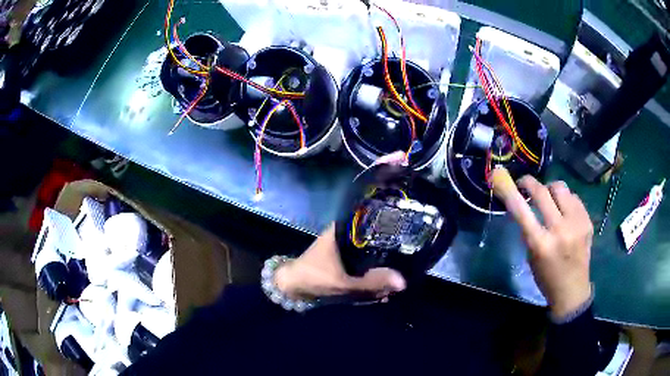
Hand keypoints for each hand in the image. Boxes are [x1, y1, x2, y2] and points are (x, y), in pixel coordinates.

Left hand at [274, 225, 405, 299]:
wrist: (292, 287)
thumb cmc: (314, 277)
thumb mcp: (344, 283)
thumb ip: (372, 283)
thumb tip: (402, 282)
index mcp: (341, 230)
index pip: (370, 217)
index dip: (388, 223)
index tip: (406, 231)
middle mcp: (343, 233)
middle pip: (372, 234)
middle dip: (388, 245)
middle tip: (408, 253)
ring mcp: (342, 246)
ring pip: (367, 247)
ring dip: (380, 257)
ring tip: (401, 263)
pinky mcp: (341, 257)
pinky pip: (361, 258)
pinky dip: (371, 266)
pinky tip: (383, 275)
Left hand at [275, 151, 407, 300]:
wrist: (298, 286)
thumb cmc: (315, 277)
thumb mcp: (343, 282)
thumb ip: (371, 283)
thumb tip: (403, 281)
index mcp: (344, 223)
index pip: (363, 189)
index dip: (380, 170)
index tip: (401, 158)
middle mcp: (349, 223)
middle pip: (375, 199)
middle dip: (396, 191)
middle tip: (423, 189)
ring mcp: (352, 233)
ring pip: (376, 216)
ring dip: (395, 211)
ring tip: (421, 210)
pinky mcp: (354, 245)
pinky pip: (374, 233)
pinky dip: (389, 233)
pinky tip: (404, 241)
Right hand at [490, 167, 592, 318]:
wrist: (572, 290)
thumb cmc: (546, 278)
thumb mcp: (531, 257)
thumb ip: (528, 230)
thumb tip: (523, 203)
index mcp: (541, 244)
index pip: (521, 210)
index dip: (510, 191)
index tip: (502, 179)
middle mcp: (560, 230)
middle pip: (542, 192)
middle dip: (530, 183)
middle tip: (525, 184)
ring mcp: (576, 223)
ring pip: (560, 188)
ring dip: (550, 189)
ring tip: (549, 198)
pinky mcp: (587, 221)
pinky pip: (573, 197)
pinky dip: (565, 199)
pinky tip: (564, 210)